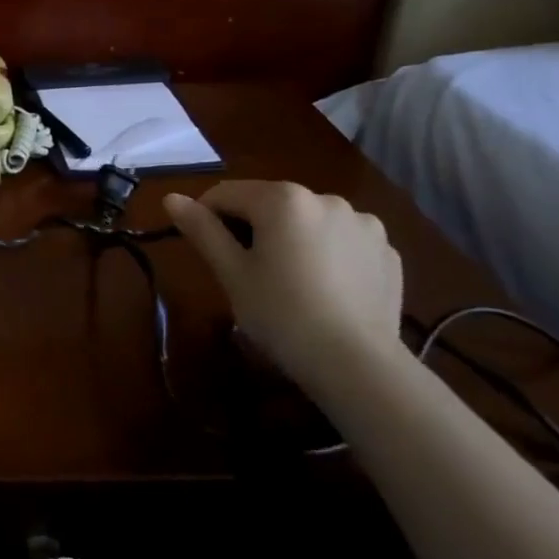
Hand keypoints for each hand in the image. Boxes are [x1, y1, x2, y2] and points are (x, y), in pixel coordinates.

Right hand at [164, 180, 403, 398]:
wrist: (357, 363)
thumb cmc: (281, 313)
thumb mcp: (231, 272)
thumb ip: (202, 229)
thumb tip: (171, 198)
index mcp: (282, 199)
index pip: (226, 194)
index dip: (206, 217)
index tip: (205, 250)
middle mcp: (325, 198)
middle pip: (270, 204)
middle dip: (252, 228)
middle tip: (246, 272)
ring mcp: (363, 223)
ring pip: (308, 221)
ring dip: (292, 238)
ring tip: (290, 281)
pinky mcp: (387, 251)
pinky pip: (342, 241)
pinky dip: (327, 254)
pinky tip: (325, 289)